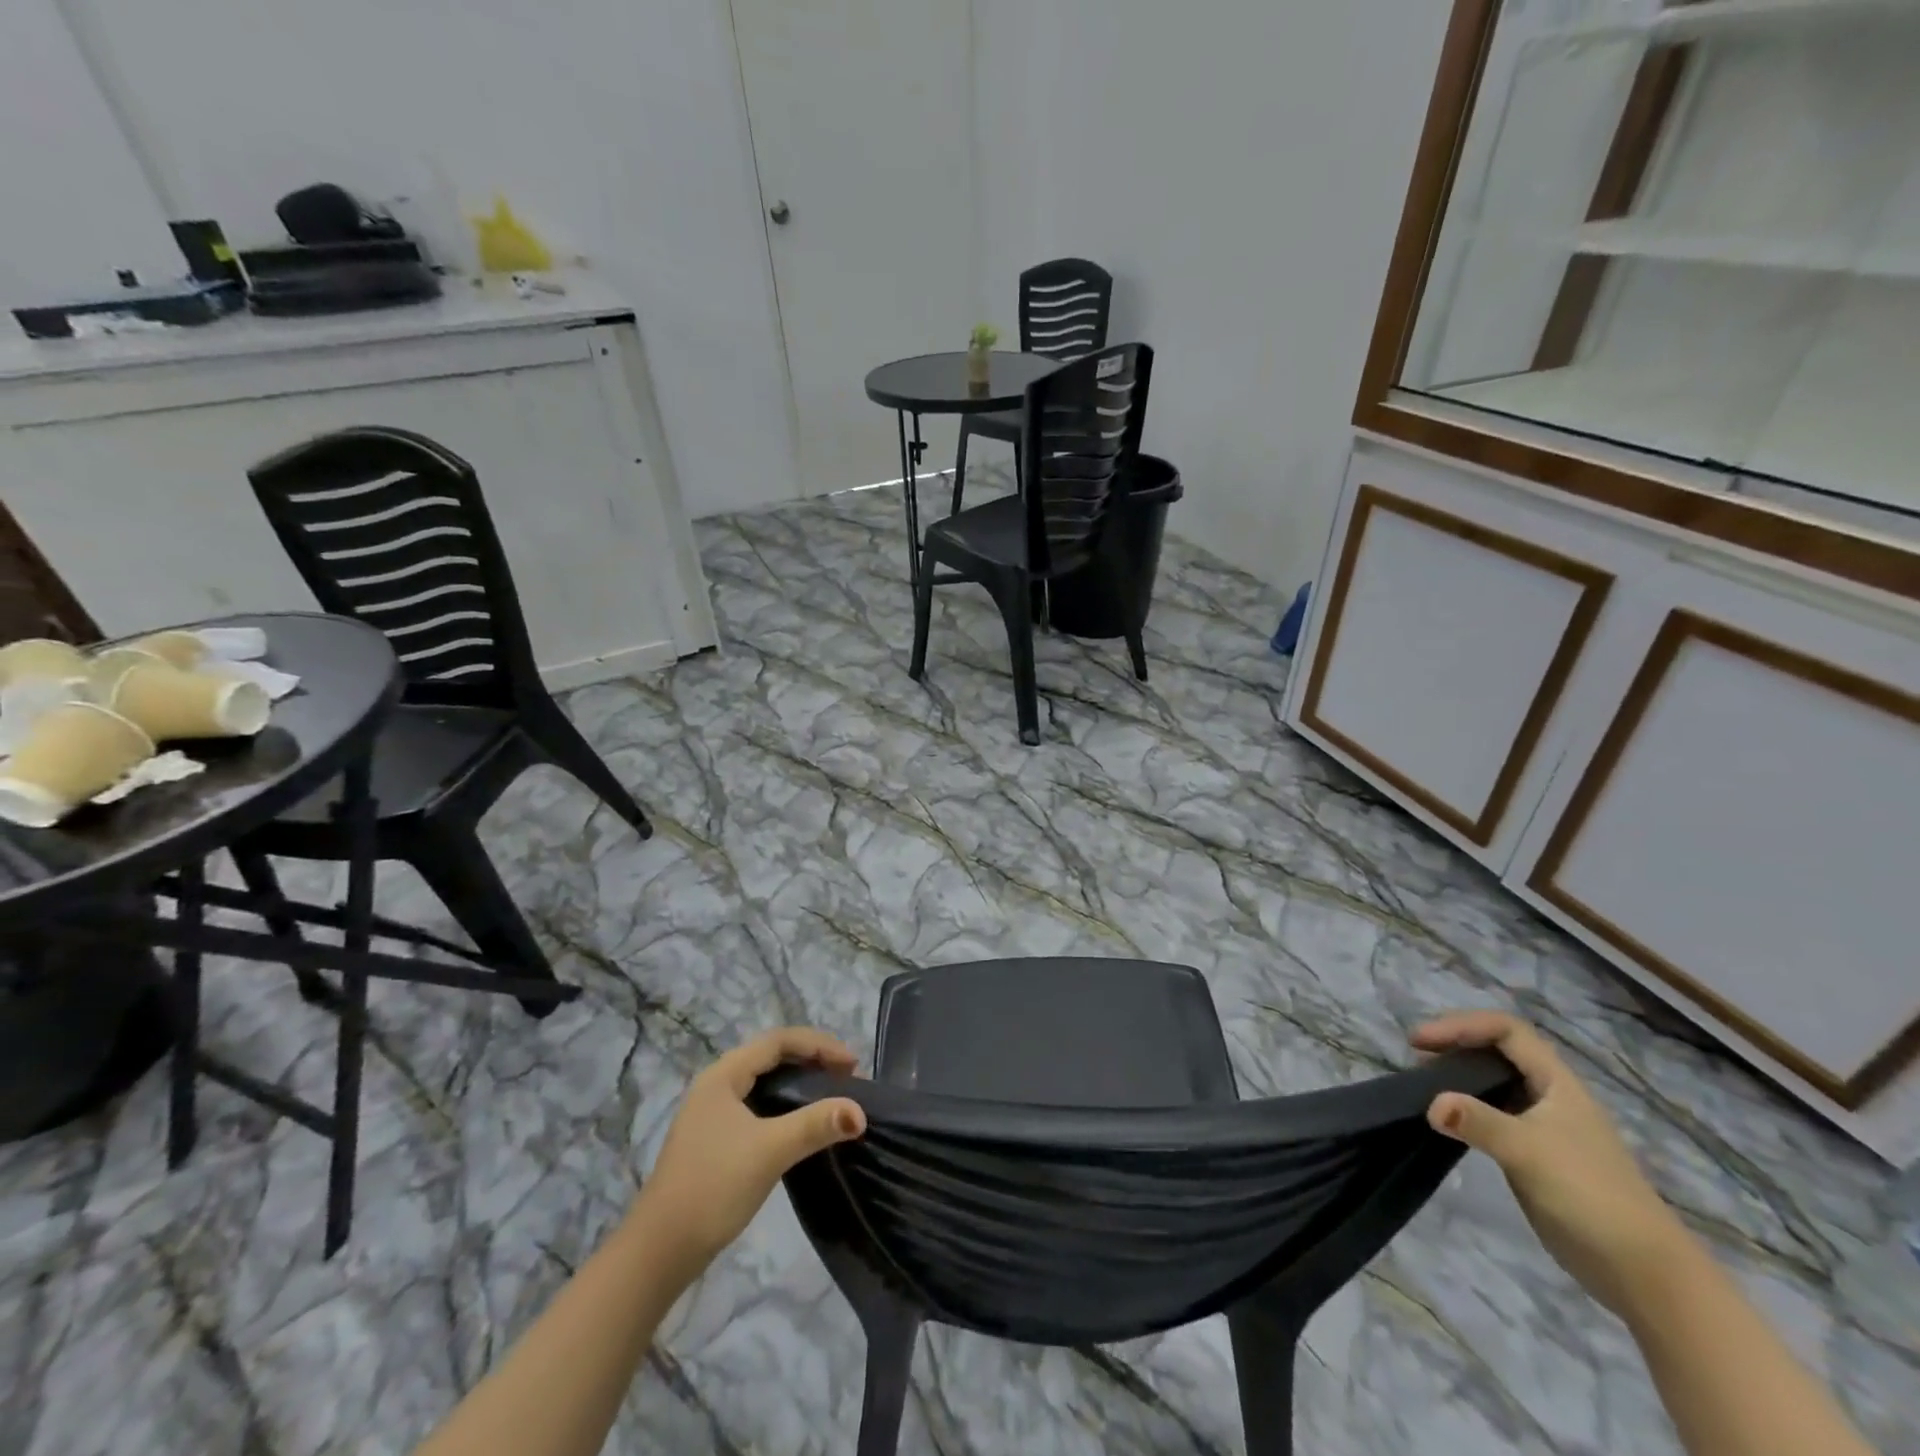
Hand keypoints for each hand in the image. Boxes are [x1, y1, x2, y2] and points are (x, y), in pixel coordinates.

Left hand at [630, 1028, 866, 1288]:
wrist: (658, 1253)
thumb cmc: (713, 1188)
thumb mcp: (769, 1151)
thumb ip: (815, 1125)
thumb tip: (860, 1112)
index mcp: (723, 1075)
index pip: (778, 1040)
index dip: (819, 1045)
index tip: (852, 1065)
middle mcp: (716, 1085)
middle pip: (772, 1056)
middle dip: (812, 1059)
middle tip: (847, 1077)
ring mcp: (713, 1113)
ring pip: (765, 1081)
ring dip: (800, 1082)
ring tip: (832, 1095)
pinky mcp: (715, 1139)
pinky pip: (759, 1104)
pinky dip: (786, 1104)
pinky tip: (802, 1123)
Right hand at [1412, 1011, 1695, 1317]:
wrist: (1644, 1273)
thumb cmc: (1590, 1195)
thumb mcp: (1529, 1151)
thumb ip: (1478, 1122)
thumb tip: (1430, 1104)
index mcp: (1558, 1083)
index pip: (1506, 1031)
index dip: (1462, 1026)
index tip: (1422, 1041)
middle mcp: (1550, 1096)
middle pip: (1498, 1052)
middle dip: (1455, 1045)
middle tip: (1416, 1058)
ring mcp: (1543, 1127)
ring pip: (1494, 1083)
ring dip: (1458, 1076)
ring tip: (1423, 1084)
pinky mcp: (1534, 1156)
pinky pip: (1492, 1116)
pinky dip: (1465, 1109)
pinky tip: (1446, 1121)